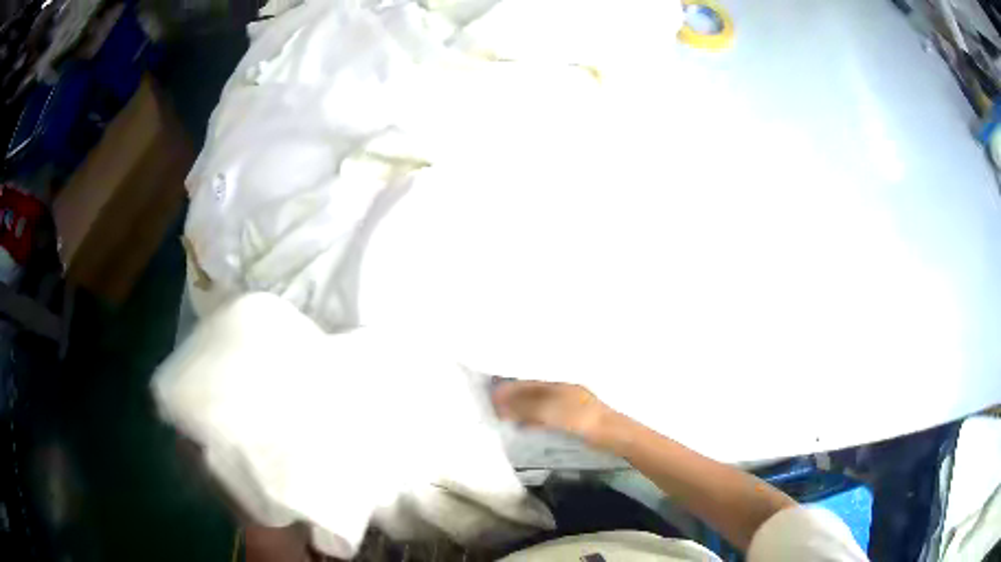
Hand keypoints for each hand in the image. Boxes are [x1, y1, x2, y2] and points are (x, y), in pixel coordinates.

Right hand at [492, 380, 615, 444]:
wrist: (610, 434)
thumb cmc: (580, 418)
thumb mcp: (550, 411)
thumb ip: (524, 406)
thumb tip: (499, 401)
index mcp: (557, 382)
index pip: (527, 381)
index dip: (509, 387)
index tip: (491, 394)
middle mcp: (561, 390)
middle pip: (531, 392)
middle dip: (512, 398)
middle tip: (492, 406)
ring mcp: (566, 405)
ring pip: (537, 404)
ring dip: (520, 410)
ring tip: (502, 416)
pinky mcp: (569, 419)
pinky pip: (544, 416)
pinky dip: (531, 420)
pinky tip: (522, 427)